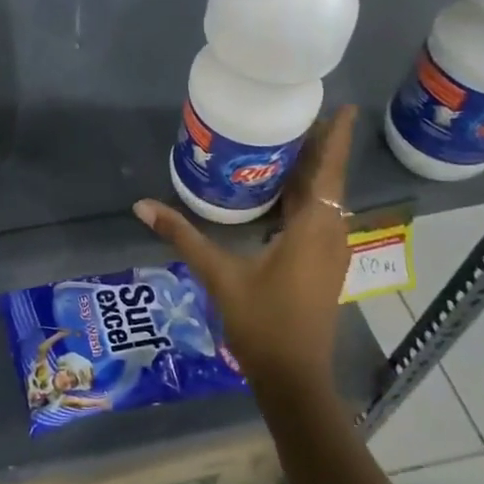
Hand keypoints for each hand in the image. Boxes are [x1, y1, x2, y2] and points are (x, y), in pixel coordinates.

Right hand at [133, 106, 357, 387]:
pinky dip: (304, 197)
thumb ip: (182, 236)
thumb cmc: (263, 322)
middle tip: (294, 114)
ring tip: (285, 143)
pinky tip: (278, 192)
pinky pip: (318, 217)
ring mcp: (330, 252)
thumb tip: (141, 205)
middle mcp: (330, 233)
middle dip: (316, 147)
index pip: (328, 171)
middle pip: (327, 180)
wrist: (294, 378)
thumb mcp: (219, 275)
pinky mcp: (323, 265)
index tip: (342, 106)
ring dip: (310, 172)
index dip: (335, 138)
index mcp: (313, 228)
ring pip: (324, 200)